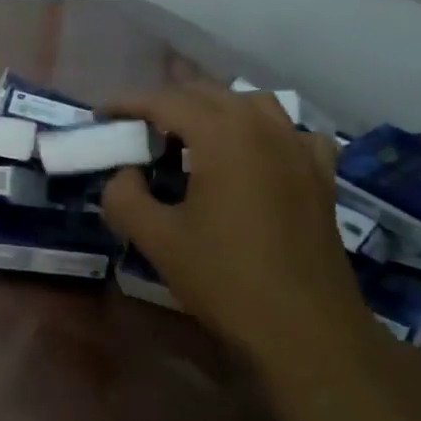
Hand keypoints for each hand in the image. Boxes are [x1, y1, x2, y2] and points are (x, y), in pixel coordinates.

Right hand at [100, 84, 373, 364]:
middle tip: (135, 128)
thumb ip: (124, 196)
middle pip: (208, 93)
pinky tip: (251, 154)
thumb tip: (124, 175)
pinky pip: (289, 131)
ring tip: (188, 136)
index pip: (166, 101)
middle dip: (166, 102)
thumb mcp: (156, 239)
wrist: (304, 326)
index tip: (100, 115)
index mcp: (223, 136)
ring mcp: (299, 149)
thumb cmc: (224, 278)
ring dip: (213, 109)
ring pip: (251, 103)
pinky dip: (262, 130)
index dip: (128, 103)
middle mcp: (264, 129)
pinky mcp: (320, 175)